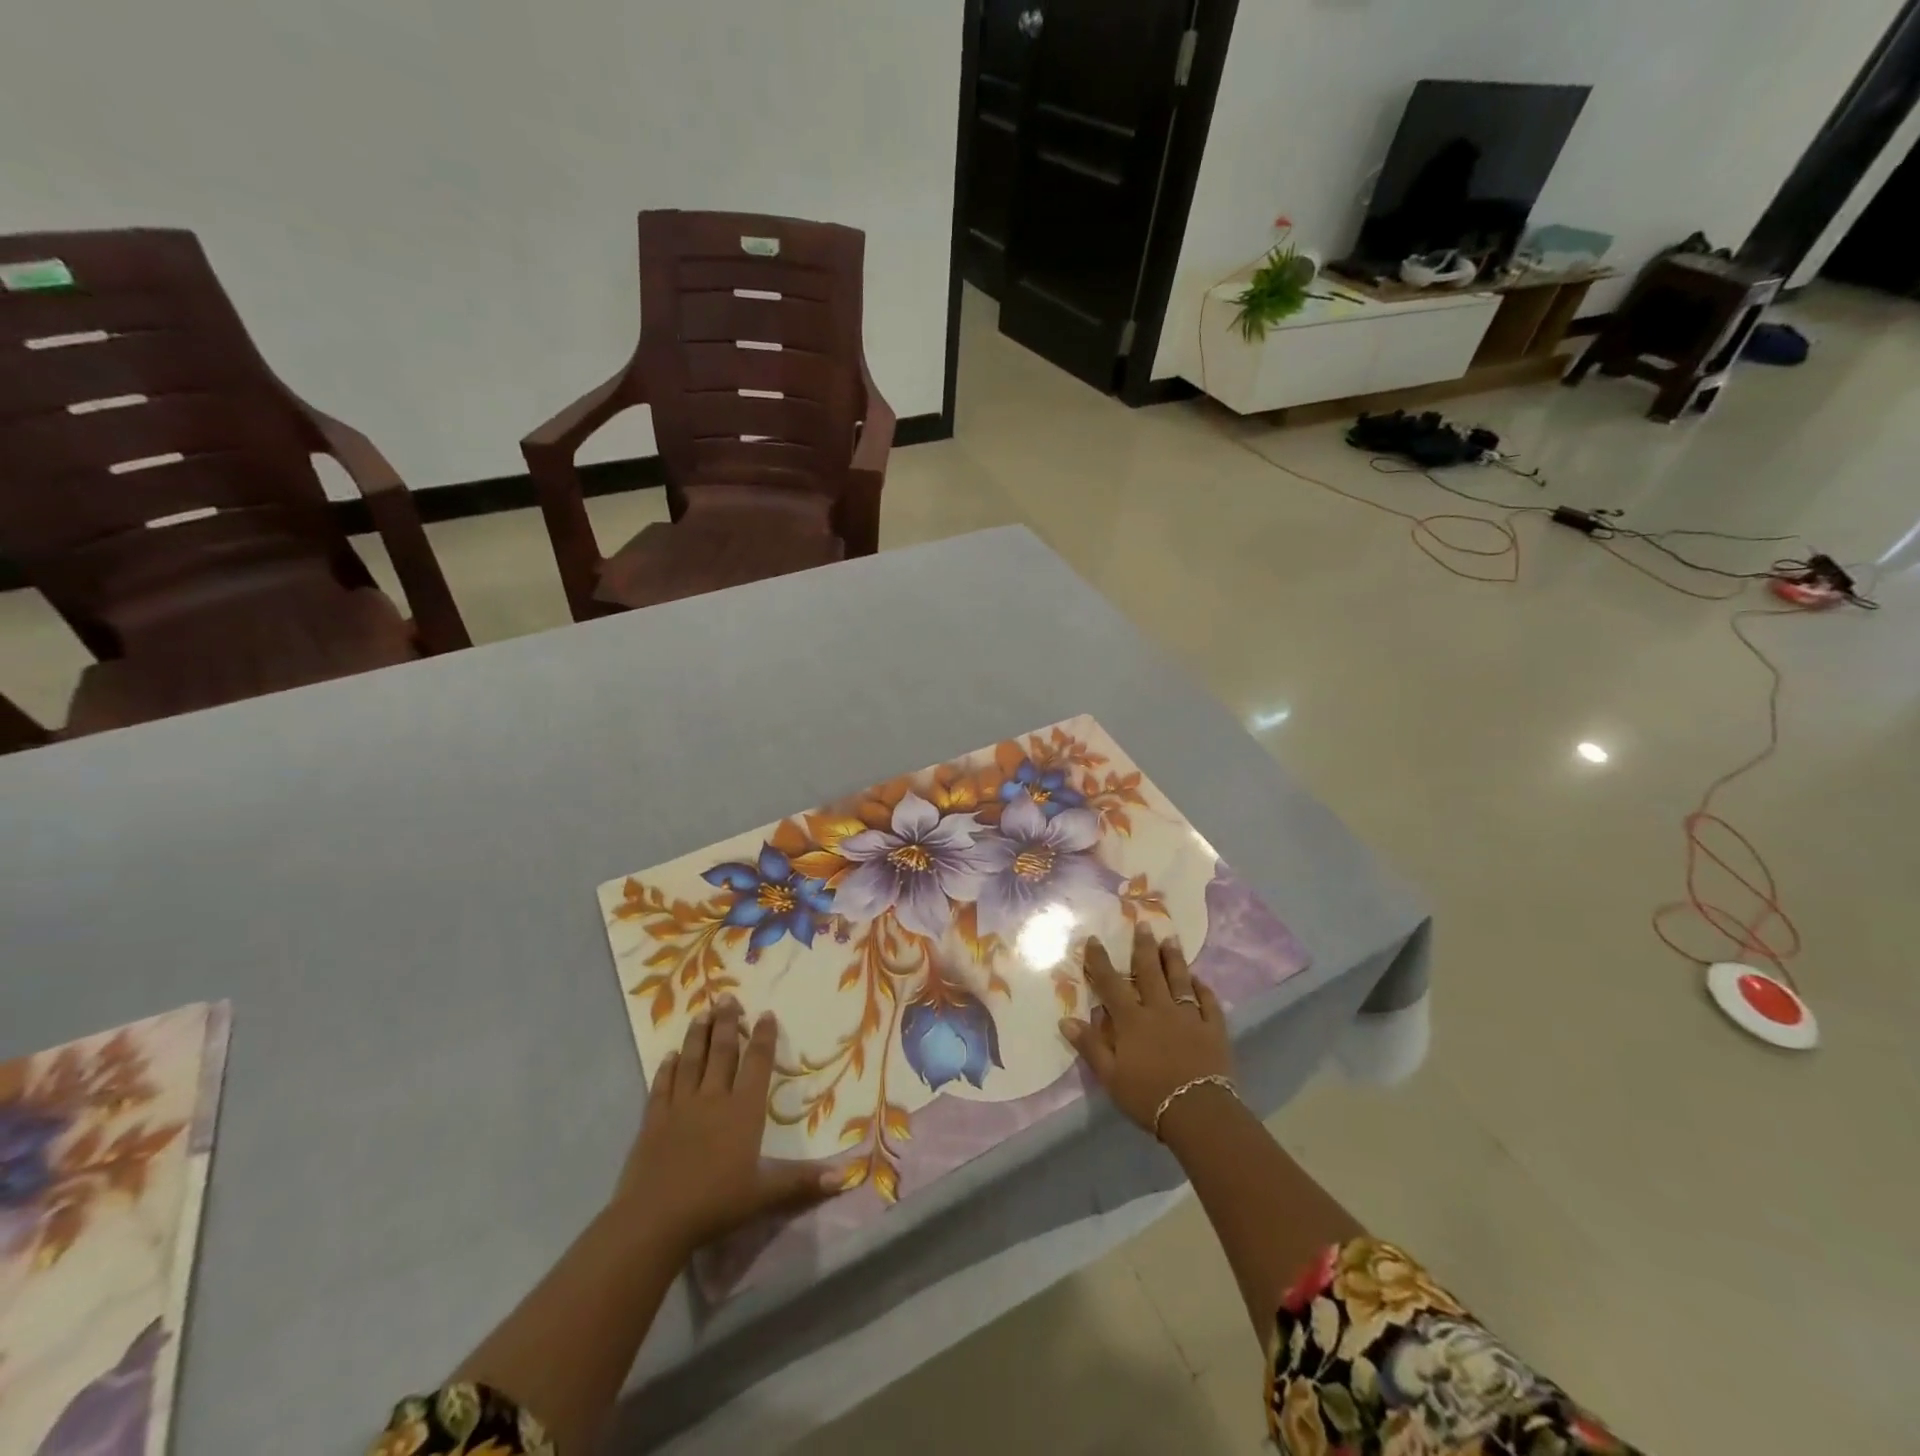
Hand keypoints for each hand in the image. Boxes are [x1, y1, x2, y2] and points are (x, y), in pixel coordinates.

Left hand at [614, 998, 841, 1257]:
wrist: (655, 1221)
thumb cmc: (715, 1204)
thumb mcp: (765, 1195)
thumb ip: (803, 1182)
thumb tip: (846, 1175)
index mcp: (743, 1111)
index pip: (756, 1064)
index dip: (763, 1038)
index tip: (765, 1013)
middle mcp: (713, 1099)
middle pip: (721, 1053)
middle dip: (726, 1024)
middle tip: (727, 997)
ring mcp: (680, 1108)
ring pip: (691, 1062)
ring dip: (697, 1036)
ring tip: (701, 1013)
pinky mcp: (653, 1122)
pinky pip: (661, 1087)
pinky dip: (666, 1069)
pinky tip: (670, 1056)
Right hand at [1060, 925, 1233, 1134]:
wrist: (1199, 1112)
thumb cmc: (1148, 1096)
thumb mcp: (1110, 1076)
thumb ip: (1090, 1046)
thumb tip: (1065, 1020)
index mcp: (1132, 1020)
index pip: (1111, 984)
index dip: (1100, 961)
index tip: (1094, 939)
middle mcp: (1159, 1010)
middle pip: (1149, 972)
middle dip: (1144, 947)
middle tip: (1143, 924)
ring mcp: (1189, 1017)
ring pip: (1179, 981)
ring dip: (1174, 959)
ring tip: (1171, 939)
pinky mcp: (1213, 1030)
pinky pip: (1208, 1003)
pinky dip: (1203, 989)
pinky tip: (1199, 980)